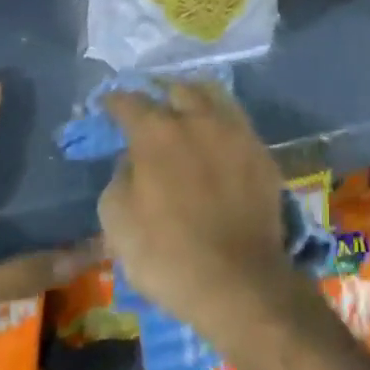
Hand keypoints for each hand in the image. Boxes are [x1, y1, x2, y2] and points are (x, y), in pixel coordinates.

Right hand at [98, 83, 290, 343]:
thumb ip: (119, 180)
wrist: (239, 280)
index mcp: (157, 133)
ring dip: (196, 99)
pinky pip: (237, 123)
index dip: (116, 102)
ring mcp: (234, 131)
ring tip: (188, 112)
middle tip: (154, 110)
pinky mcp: (260, 150)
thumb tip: (131, 160)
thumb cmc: (168, 256)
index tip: (109, 103)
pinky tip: (218, 139)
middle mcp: (198, 119)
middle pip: (178, 90)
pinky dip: (222, 124)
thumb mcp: (118, 224)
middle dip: (162, 96)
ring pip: (213, 96)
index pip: (131, 103)